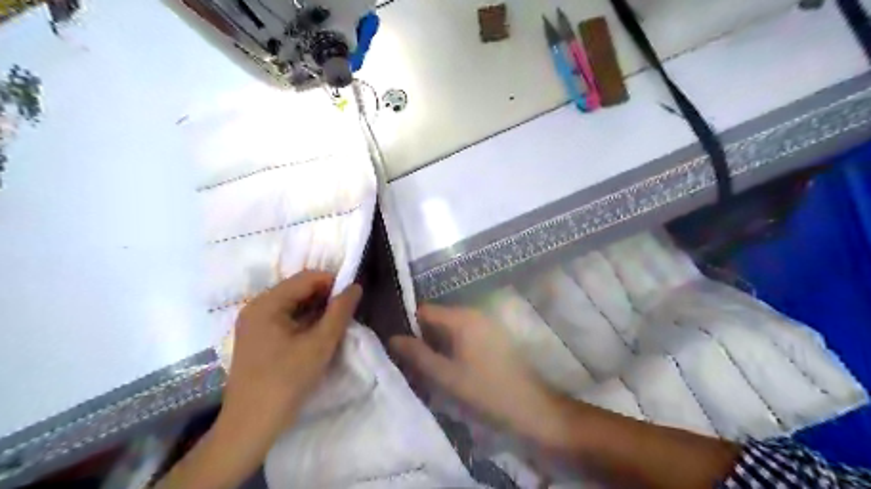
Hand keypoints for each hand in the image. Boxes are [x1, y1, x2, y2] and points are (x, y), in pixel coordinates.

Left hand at [157, 272, 360, 487]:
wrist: (250, 426)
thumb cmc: (286, 382)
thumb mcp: (320, 345)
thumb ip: (339, 312)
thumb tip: (355, 287)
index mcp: (267, 304)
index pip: (307, 278)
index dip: (333, 283)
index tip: (352, 299)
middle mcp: (257, 307)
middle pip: (298, 289)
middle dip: (325, 297)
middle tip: (346, 315)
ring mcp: (255, 323)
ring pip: (294, 305)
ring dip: (317, 311)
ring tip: (335, 327)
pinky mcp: (257, 338)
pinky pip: (286, 319)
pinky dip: (305, 322)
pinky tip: (317, 337)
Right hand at [389, 304, 569, 447]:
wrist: (532, 406)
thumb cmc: (485, 390)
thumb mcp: (446, 376)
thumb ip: (418, 355)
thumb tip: (393, 338)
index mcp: (461, 318)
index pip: (423, 310)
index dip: (406, 325)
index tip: (395, 344)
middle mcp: (474, 314)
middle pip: (437, 318)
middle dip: (421, 336)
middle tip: (408, 360)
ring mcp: (486, 324)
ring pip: (450, 328)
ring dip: (436, 343)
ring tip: (425, 366)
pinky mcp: (494, 336)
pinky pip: (464, 335)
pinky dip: (452, 347)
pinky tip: (448, 367)